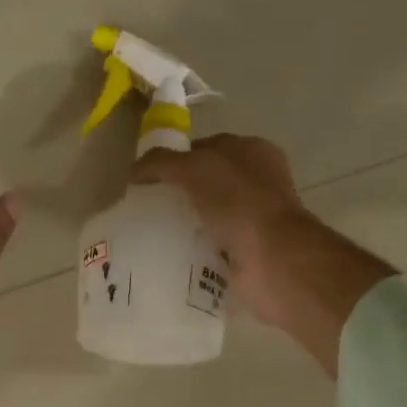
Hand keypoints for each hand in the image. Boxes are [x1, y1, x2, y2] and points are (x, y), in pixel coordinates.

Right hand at [134, 133, 392, 373]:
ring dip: (184, 223)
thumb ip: (161, 162)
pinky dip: (193, 250)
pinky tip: (170, 255)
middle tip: (144, 208)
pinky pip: (211, 246)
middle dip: (177, 193)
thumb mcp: (193, 167)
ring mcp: (254, 218)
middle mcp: (257, 181)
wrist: (272, 259)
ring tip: (150, 234)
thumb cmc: (238, 202)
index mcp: (252, 151)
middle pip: (205, 182)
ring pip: (207, 215)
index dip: (174, 158)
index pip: (204, 147)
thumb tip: (134, 171)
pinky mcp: (247, 250)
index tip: (146, 178)